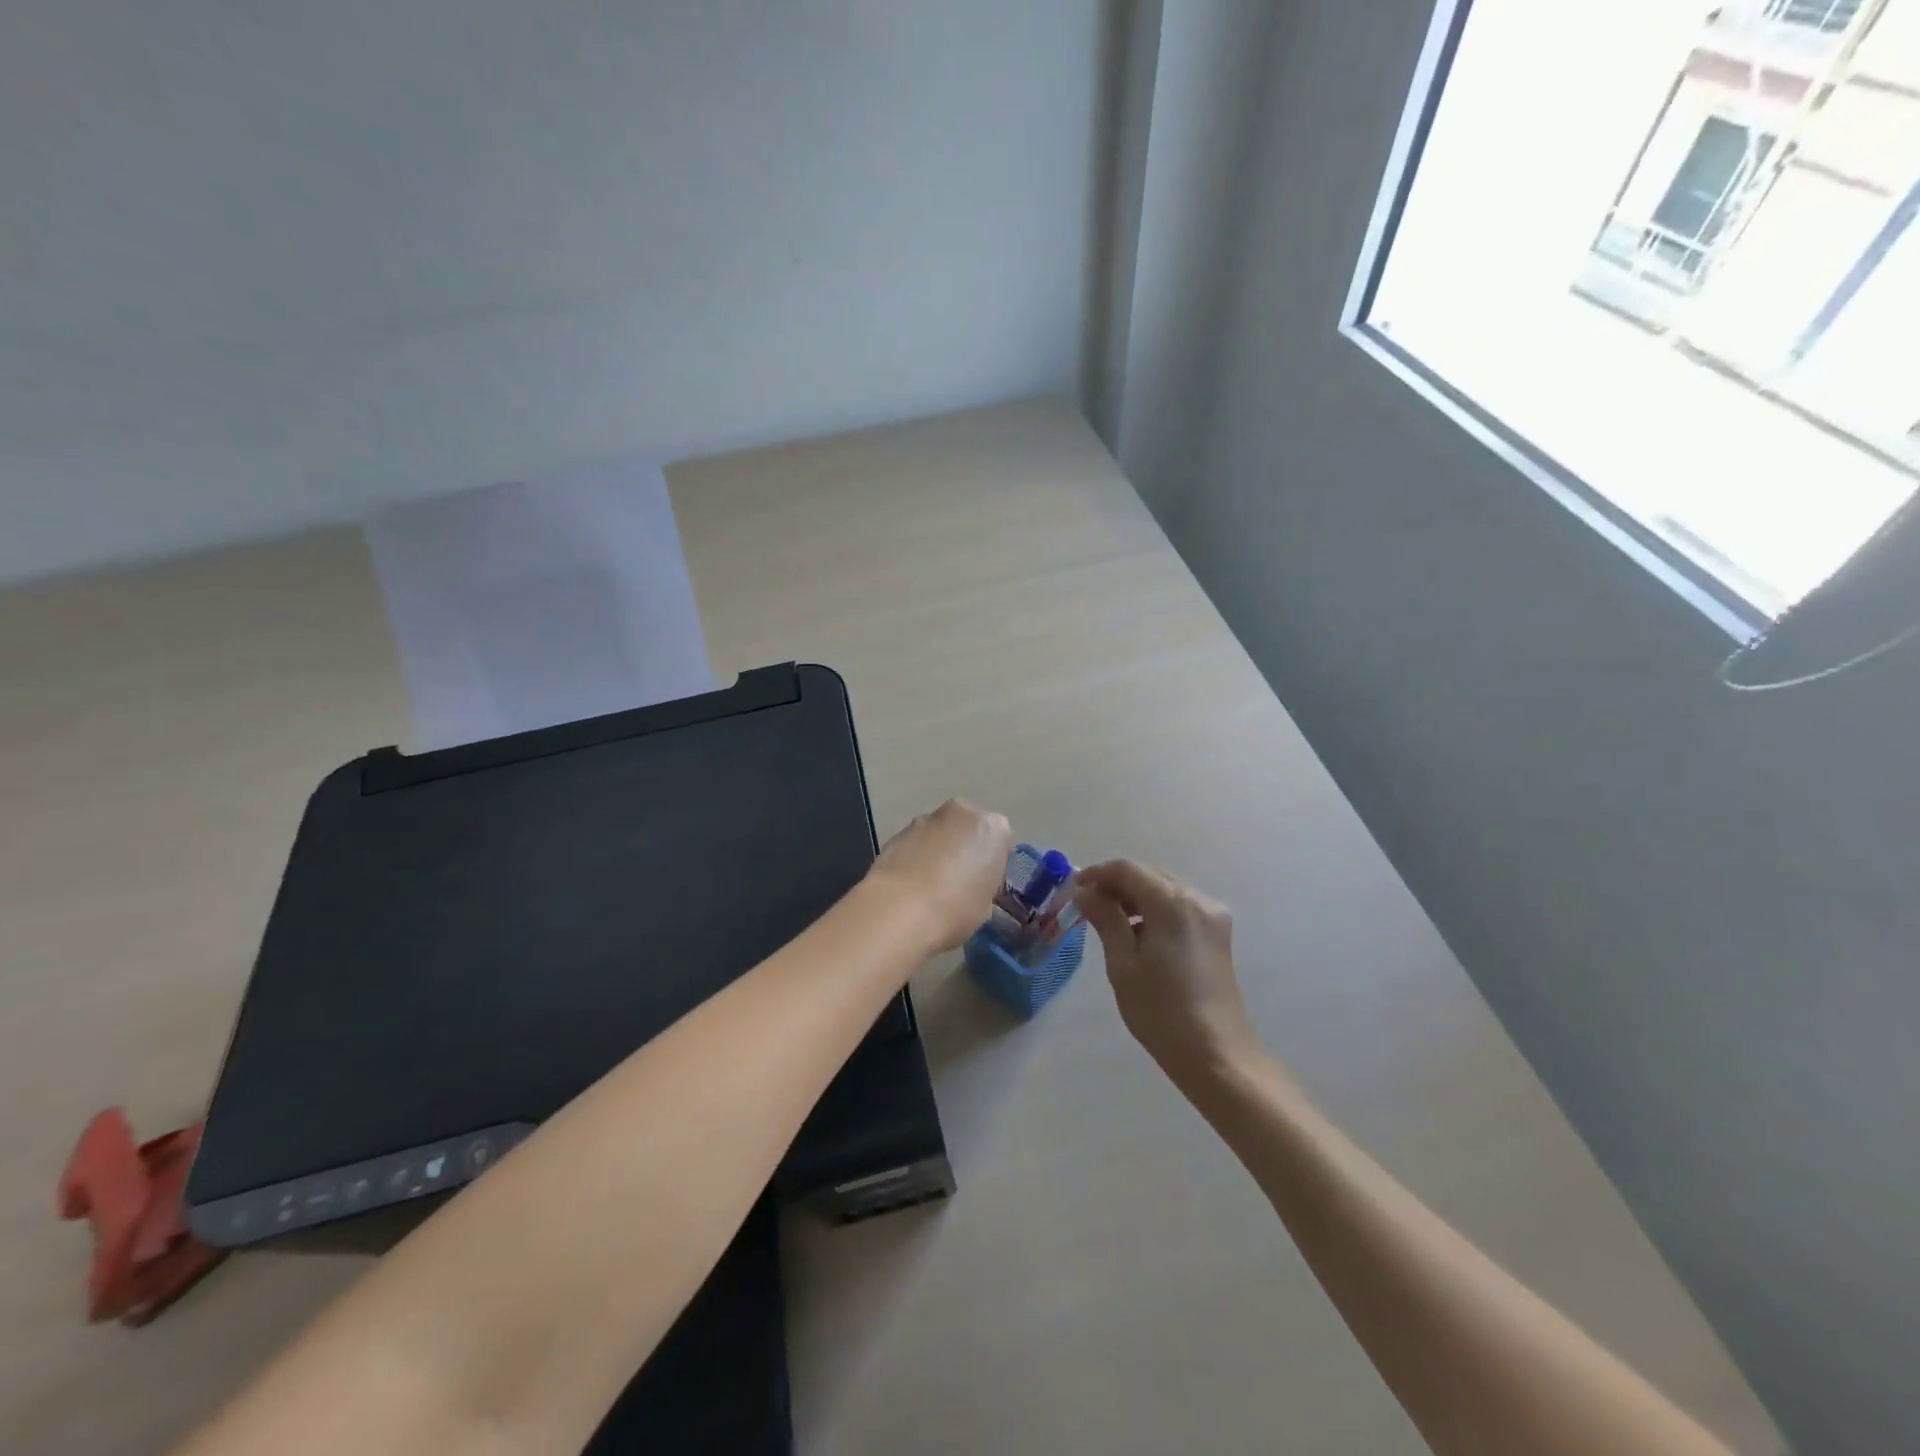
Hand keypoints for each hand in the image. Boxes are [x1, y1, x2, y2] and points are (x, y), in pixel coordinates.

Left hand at [868, 799, 1012, 954]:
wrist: (899, 909)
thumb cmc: (956, 909)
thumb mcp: (986, 905)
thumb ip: (984, 883)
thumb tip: (973, 885)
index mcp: (993, 828)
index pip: (1001, 841)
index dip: (992, 864)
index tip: (984, 884)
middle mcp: (961, 812)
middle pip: (968, 828)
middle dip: (965, 848)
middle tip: (959, 881)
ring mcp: (926, 819)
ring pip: (940, 833)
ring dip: (939, 850)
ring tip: (930, 885)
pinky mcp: (897, 831)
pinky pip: (916, 843)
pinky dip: (916, 856)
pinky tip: (910, 884)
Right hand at [1074, 860, 1263, 1090]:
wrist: (1215, 1054)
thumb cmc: (1160, 1010)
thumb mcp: (1122, 963)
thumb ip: (1105, 919)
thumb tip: (1084, 892)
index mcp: (1173, 902)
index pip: (1128, 869)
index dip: (1097, 874)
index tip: (1073, 890)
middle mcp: (1197, 899)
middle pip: (1149, 874)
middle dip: (1116, 884)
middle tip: (1087, 905)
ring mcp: (1212, 915)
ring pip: (1165, 888)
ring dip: (1136, 896)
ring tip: (1110, 920)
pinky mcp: (1218, 933)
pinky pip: (1180, 906)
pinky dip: (1156, 909)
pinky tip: (1139, 933)